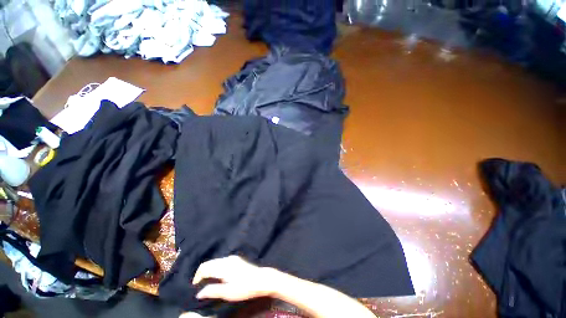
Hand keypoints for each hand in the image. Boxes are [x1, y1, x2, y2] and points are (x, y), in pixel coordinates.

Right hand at [192, 255, 275, 301]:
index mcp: (223, 266)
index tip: (195, 287)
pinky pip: (222, 262)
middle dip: (203, 273)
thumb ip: (212, 291)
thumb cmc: (244, 287)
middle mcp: (227, 259)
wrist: (261, 279)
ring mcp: (233, 258)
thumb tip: (199, 293)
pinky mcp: (237, 260)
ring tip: (209, 283)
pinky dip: (217, 268)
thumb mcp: (227, 293)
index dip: (197, 277)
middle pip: (209, 263)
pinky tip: (219, 277)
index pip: (204, 267)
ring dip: (210, 271)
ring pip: (216, 262)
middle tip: (201, 286)